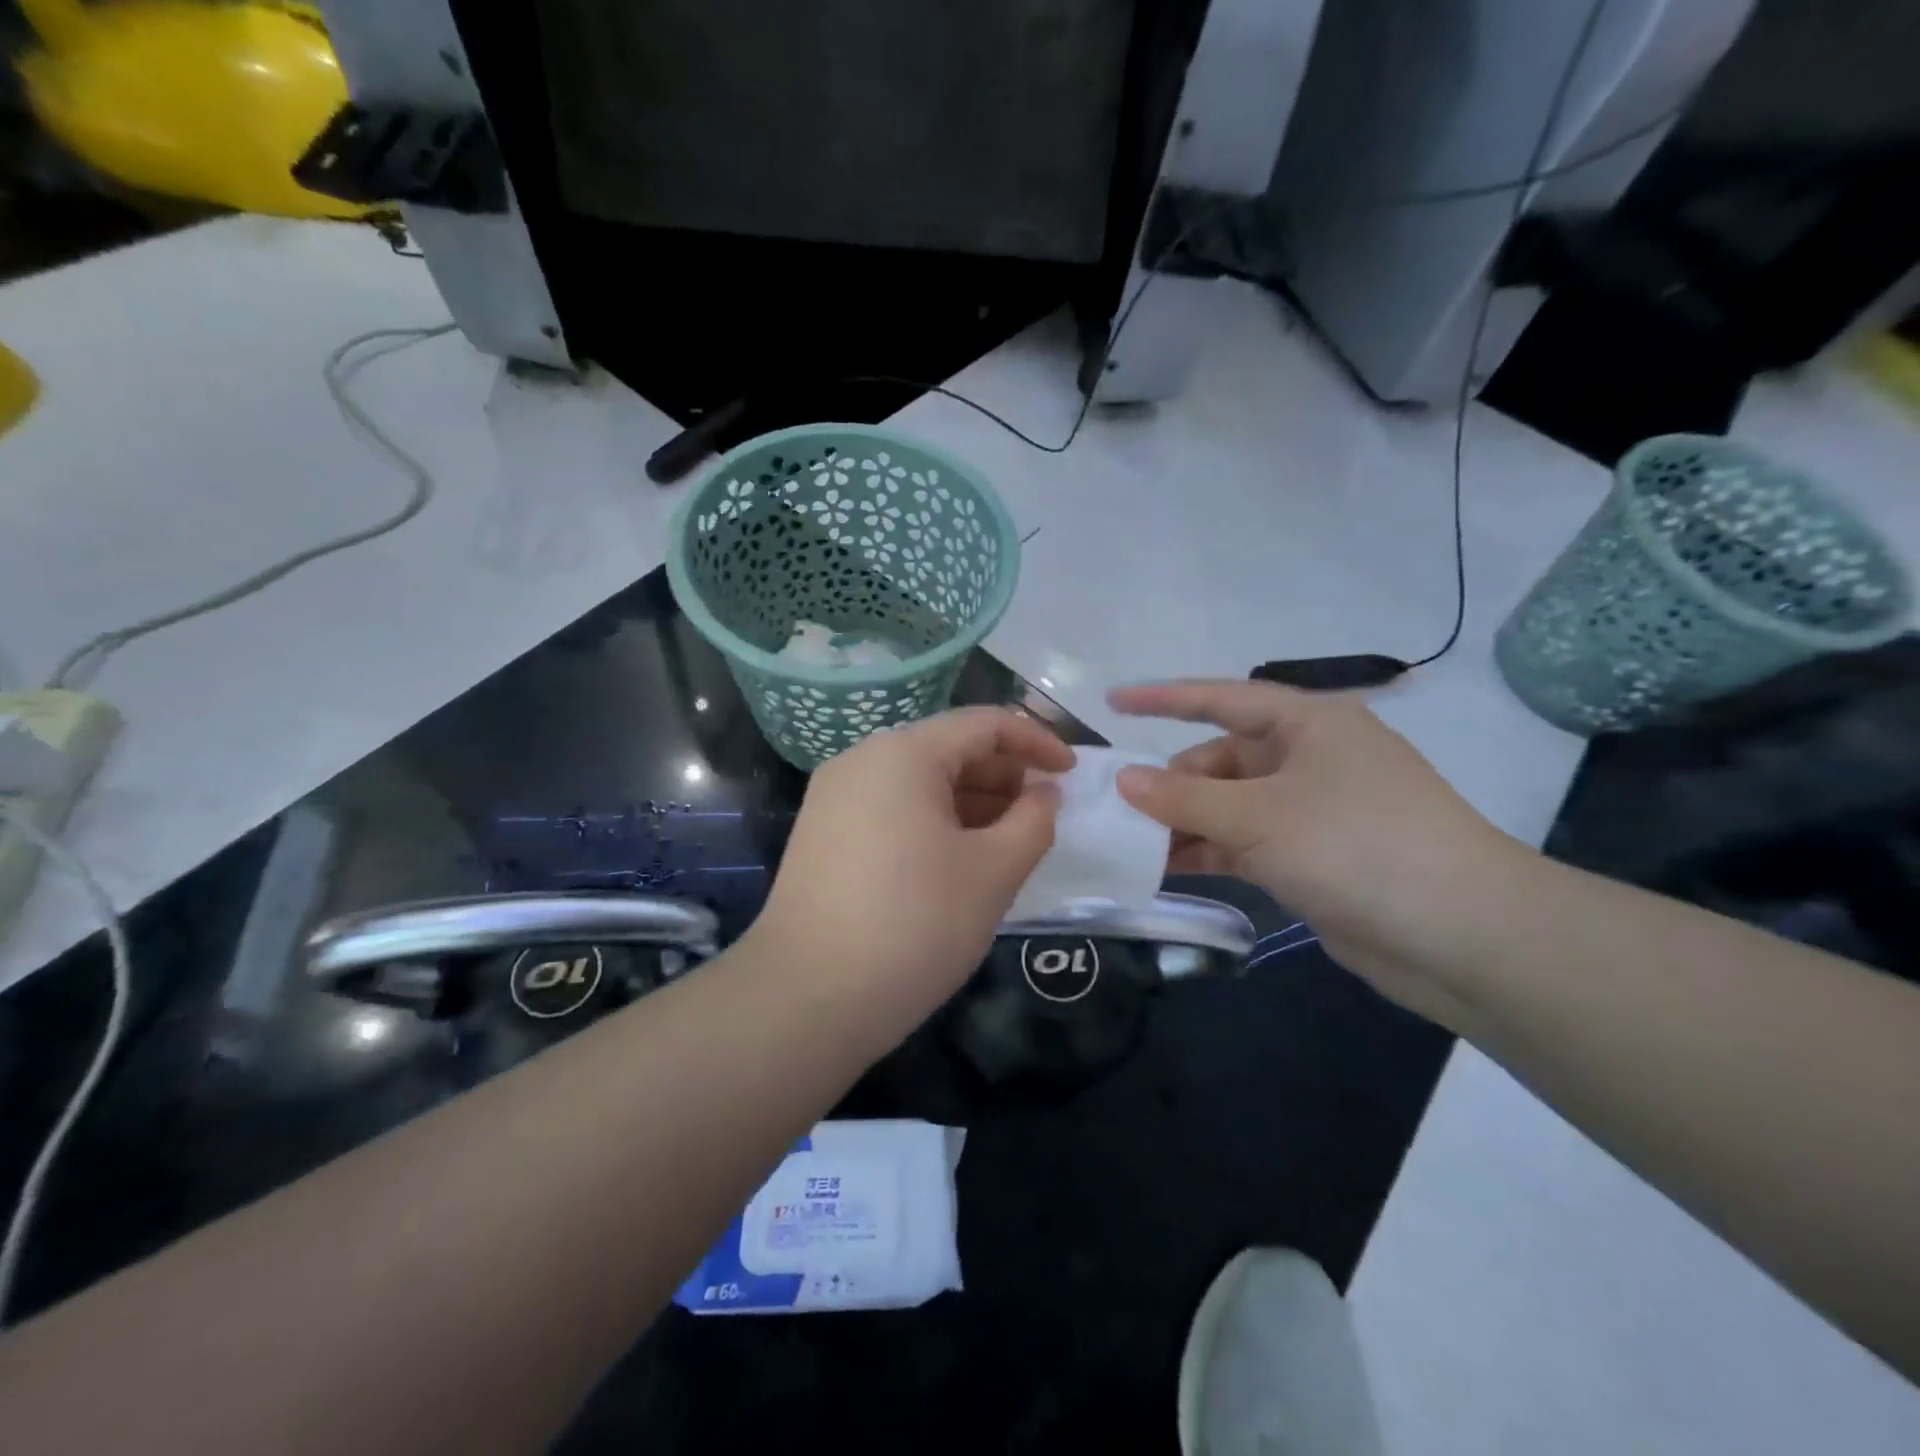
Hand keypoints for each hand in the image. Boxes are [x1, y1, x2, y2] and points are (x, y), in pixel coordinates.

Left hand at [753, 707, 1071, 1035]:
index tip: (1072, 773)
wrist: (806, 999)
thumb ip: (1033, 821)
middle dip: (1003, 773)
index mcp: (902, 753)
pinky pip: (892, 808)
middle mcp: (861, 761)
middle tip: (1042, 812)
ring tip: (1009, 838)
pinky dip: (934, 820)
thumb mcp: (993, 872)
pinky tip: (959, 857)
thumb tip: (1043, 793)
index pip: (983, 724)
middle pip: (947, 748)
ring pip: (918, 781)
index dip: (1036, 741)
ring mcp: (835, 797)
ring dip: (971, 800)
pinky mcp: (823, 834)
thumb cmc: (914, 925)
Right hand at [1110, 680, 1533, 1029]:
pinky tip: (1168, 868)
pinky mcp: (1311, 857)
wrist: (1463, 935)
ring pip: (1229, 805)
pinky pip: (1244, 842)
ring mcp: (1311, 810)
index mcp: (1307, 724)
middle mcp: (1308, 759)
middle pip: (1221, 759)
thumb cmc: (1356, 845)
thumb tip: (1124, 780)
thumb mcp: (1259, 816)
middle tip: (1117, 810)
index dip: (1164, 698)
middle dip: (1170, 782)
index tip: (1112, 702)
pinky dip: (1209, 851)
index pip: (1221, 698)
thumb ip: (1185, 797)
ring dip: (1184, 823)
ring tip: (1130, 844)